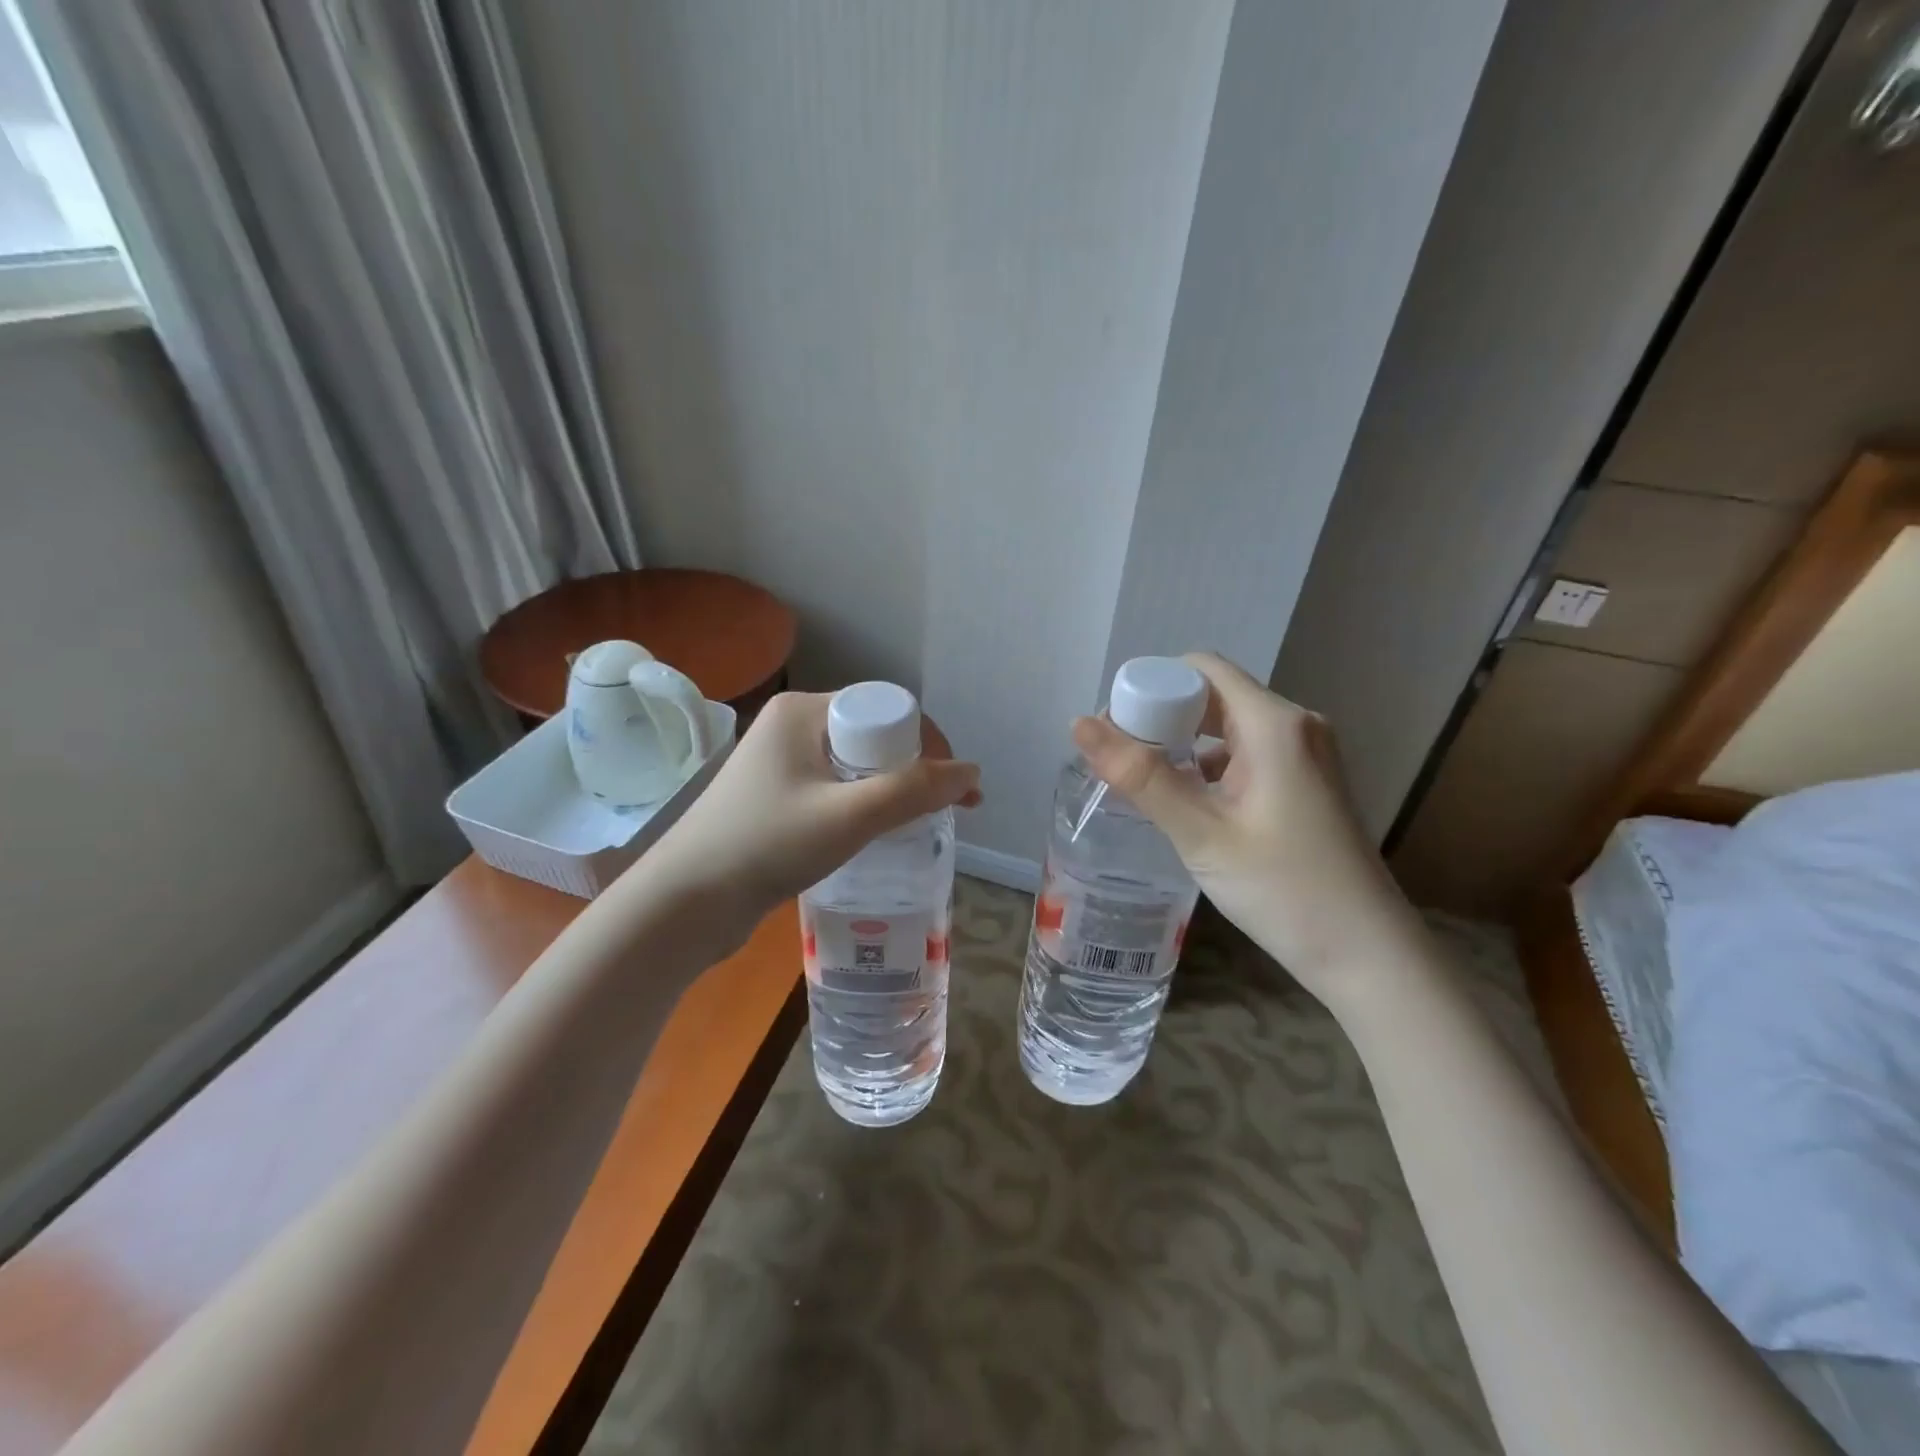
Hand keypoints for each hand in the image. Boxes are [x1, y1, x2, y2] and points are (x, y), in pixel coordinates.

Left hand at [639, 692, 980, 952]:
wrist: (685, 903)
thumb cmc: (767, 845)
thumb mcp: (849, 815)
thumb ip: (913, 791)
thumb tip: (972, 773)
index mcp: (803, 711)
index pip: (884, 709)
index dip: (926, 744)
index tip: (950, 787)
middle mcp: (791, 727)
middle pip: (873, 737)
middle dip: (911, 771)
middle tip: (937, 813)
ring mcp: (780, 764)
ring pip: (855, 767)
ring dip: (890, 792)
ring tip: (914, 827)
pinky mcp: (775, 798)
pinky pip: (835, 790)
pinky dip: (862, 808)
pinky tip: (875, 836)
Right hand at [1070, 652, 1425, 1003]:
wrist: (1366, 953)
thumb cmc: (1283, 889)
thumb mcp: (1201, 832)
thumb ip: (1140, 776)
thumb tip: (1080, 724)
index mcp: (1274, 723)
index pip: (1201, 669)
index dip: (1152, 687)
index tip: (1116, 728)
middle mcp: (1296, 725)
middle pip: (1214, 695)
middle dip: (1163, 718)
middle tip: (1121, 759)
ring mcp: (1307, 754)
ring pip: (1230, 727)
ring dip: (1185, 744)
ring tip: (1144, 782)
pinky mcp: (1308, 781)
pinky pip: (1248, 753)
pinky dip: (1211, 766)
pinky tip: (1186, 801)